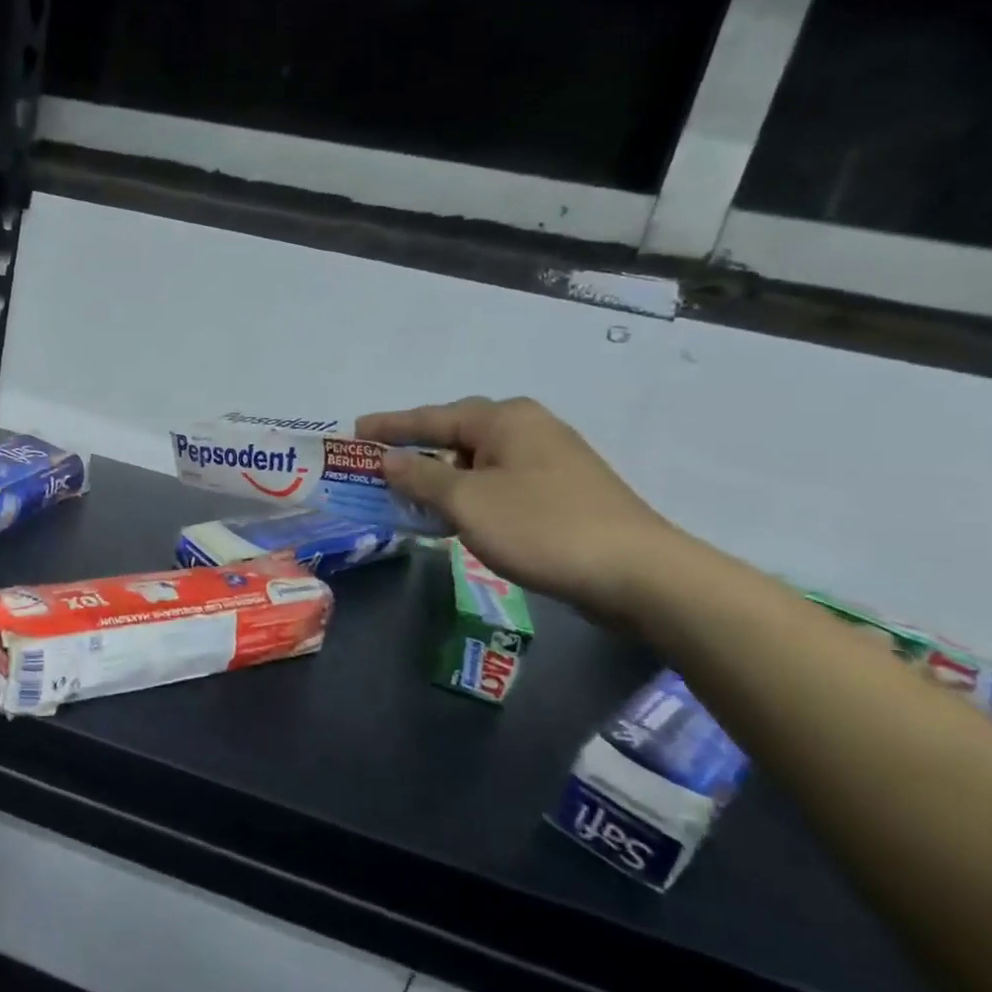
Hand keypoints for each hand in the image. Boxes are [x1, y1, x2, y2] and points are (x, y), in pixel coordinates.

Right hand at [357, 397, 683, 623]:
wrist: (637, 574)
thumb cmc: (541, 527)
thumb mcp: (467, 502)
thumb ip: (421, 476)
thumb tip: (389, 459)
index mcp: (504, 419)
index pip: (431, 417)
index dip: (389, 426)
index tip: (354, 431)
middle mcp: (529, 428)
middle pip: (455, 435)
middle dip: (415, 451)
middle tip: (377, 466)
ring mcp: (550, 459)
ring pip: (478, 461)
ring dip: (441, 477)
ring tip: (408, 494)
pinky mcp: (563, 491)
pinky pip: (498, 482)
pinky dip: (469, 493)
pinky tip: (456, 514)